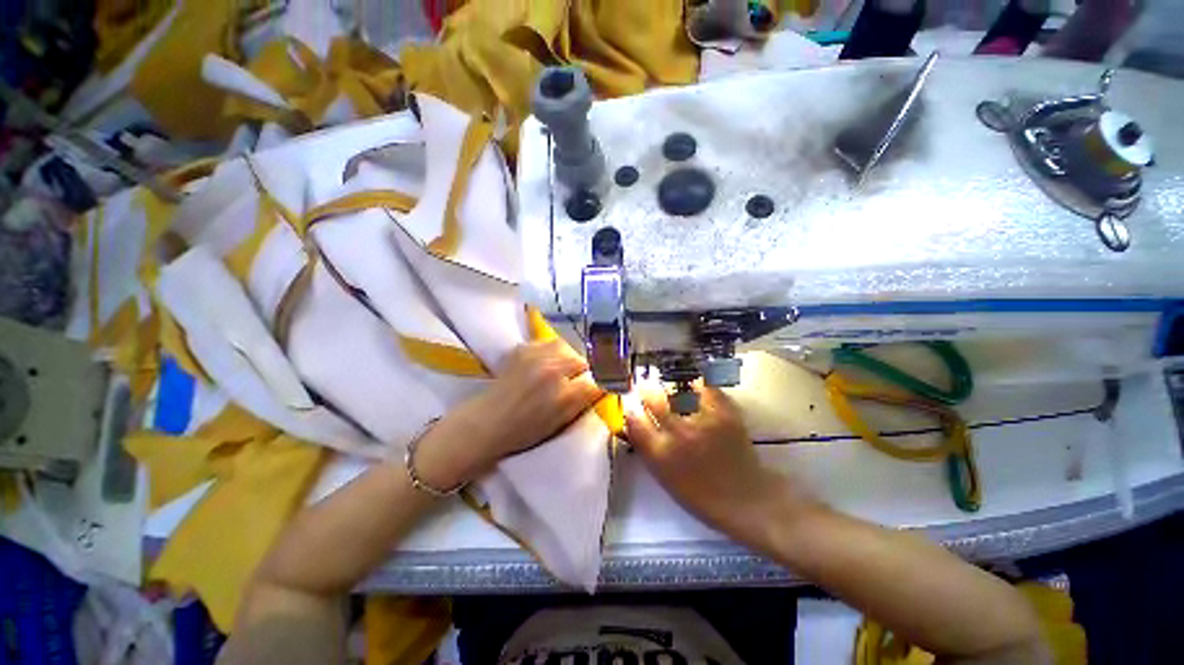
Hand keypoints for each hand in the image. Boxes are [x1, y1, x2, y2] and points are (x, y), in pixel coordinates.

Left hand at [415, 340, 603, 488]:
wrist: (487, 422)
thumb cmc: (525, 430)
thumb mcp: (561, 421)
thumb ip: (583, 400)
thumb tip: (603, 385)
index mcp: (564, 394)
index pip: (598, 380)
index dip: (604, 382)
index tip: (606, 384)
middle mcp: (553, 370)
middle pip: (585, 360)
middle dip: (586, 370)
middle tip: (578, 380)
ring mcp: (536, 356)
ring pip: (568, 347)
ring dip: (569, 358)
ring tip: (561, 369)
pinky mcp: (523, 348)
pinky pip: (548, 343)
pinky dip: (551, 351)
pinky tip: (545, 363)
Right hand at [625, 383, 810, 539]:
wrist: (745, 498)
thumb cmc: (700, 494)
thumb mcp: (664, 476)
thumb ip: (646, 447)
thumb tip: (633, 420)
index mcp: (661, 454)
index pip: (635, 420)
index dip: (630, 408)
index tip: (632, 404)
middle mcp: (679, 434)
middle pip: (654, 399)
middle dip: (646, 390)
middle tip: (647, 388)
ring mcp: (703, 421)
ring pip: (677, 390)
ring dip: (669, 387)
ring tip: (669, 387)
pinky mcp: (725, 413)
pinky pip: (706, 387)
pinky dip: (698, 384)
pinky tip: (694, 386)